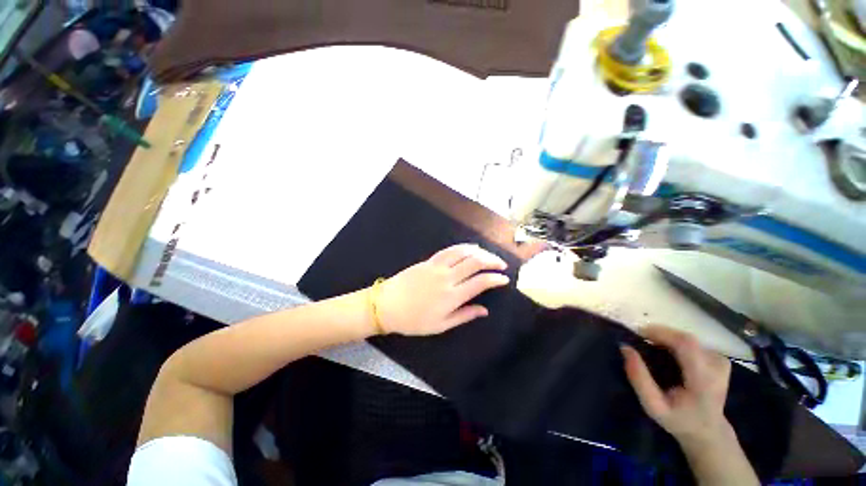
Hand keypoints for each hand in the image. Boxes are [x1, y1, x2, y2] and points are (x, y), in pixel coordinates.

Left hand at [375, 244, 509, 335]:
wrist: (387, 305)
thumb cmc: (414, 320)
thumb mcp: (441, 325)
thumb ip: (464, 316)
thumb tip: (485, 310)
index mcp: (452, 296)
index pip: (480, 282)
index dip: (496, 278)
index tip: (504, 279)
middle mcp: (447, 278)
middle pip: (475, 262)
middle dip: (492, 261)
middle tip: (501, 264)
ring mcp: (437, 266)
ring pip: (463, 252)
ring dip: (479, 251)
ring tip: (488, 255)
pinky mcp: (429, 260)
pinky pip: (449, 250)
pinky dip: (463, 247)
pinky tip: (470, 248)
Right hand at [621, 325, 758, 484]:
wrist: (710, 436)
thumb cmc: (680, 424)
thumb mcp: (653, 406)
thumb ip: (638, 377)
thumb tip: (625, 347)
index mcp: (702, 379)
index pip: (686, 344)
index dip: (661, 332)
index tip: (639, 333)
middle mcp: (716, 368)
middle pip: (688, 338)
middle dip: (661, 334)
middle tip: (643, 341)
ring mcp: (722, 365)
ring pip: (692, 340)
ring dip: (670, 339)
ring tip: (654, 348)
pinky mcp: (721, 363)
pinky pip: (696, 345)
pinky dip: (680, 344)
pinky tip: (672, 355)